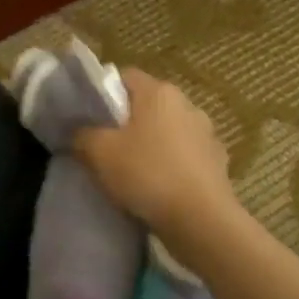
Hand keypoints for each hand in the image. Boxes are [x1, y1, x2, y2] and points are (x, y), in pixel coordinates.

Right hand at [74, 69, 234, 235]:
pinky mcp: (217, 161)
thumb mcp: (99, 153)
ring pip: (167, 131)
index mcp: (159, 92)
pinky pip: (184, 156)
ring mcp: (206, 133)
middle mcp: (187, 104)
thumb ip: (83, 135)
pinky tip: (158, 187)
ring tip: (132, 171)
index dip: (103, 93)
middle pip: (147, 104)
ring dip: (151, 144)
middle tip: (105, 146)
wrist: (201, 220)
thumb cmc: (147, 174)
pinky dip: (171, 165)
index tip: (89, 118)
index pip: (124, 77)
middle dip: (126, 121)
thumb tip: (80, 132)